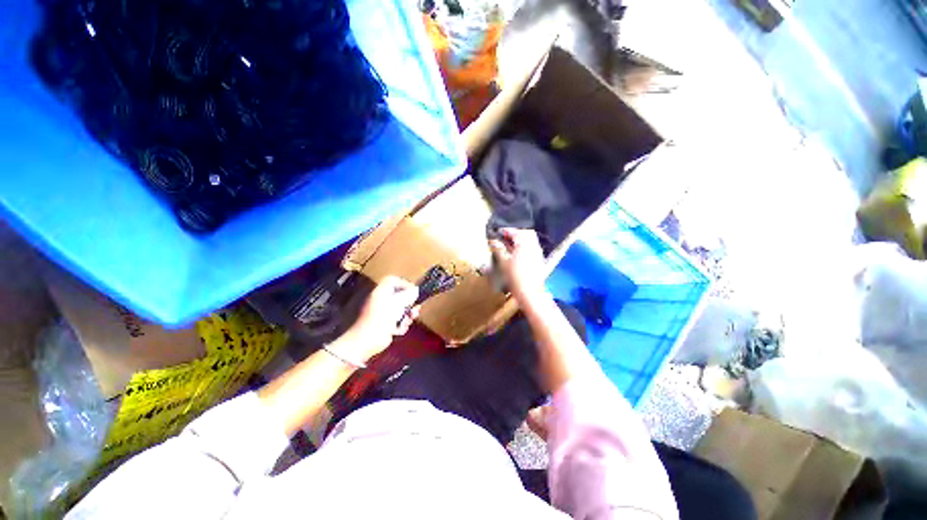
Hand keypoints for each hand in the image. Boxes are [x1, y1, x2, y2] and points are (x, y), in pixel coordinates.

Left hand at [346, 276, 419, 360]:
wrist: (367, 340)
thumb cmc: (382, 317)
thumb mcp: (398, 303)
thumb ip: (408, 295)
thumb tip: (415, 290)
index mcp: (381, 292)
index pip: (392, 280)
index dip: (404, 283)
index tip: (413, 291)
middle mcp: (380, 301)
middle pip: (399, 296)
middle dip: (409, 303)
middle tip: (415, 308)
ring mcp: (382, 314)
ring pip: (400, 310)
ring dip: (407, 315)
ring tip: (409, 320)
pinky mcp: (384, 325)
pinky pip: (396, 321)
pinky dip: (400, 325)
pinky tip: (399, 330)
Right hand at [489, 228, 546, 301]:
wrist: (530, 293)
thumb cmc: (515, 278)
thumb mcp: (503, 262)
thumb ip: (499, 249)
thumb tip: (493, 241)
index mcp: (525, 244)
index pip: (516, 232)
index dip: (506, 230)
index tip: (498, 232)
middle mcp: (534, 245)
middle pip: (526, 233)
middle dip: (516, 233)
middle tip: (505, 236)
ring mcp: (538, 253)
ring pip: (531, 240)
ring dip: (521, 239)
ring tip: (509, 244)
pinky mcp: (539, 260)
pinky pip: (532, 247)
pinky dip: (525, 246)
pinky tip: (517, 253)